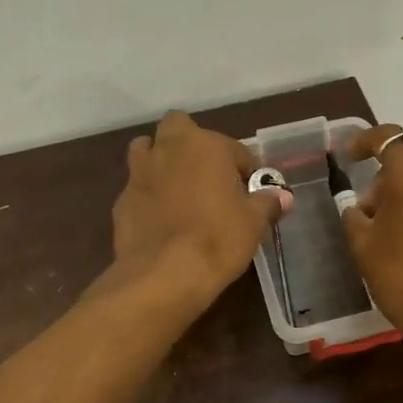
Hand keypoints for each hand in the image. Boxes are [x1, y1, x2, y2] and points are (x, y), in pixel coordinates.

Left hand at [109, 111, 291, 307]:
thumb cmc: (218, 239)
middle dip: (191, 144)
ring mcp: (139, 173)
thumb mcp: (254, 223)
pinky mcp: (121, 201)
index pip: (235, 148)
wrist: (164, 275)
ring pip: (147, 151)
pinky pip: (138, 188)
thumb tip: (281, 196)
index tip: (253, 192)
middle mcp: (168, 148)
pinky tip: (160, 221)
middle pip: (178, 127)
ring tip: (178, 190)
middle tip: (208, 175)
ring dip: (161, 161)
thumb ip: (267, 203)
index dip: (247, 169)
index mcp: (205, 145)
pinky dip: (148, 197)